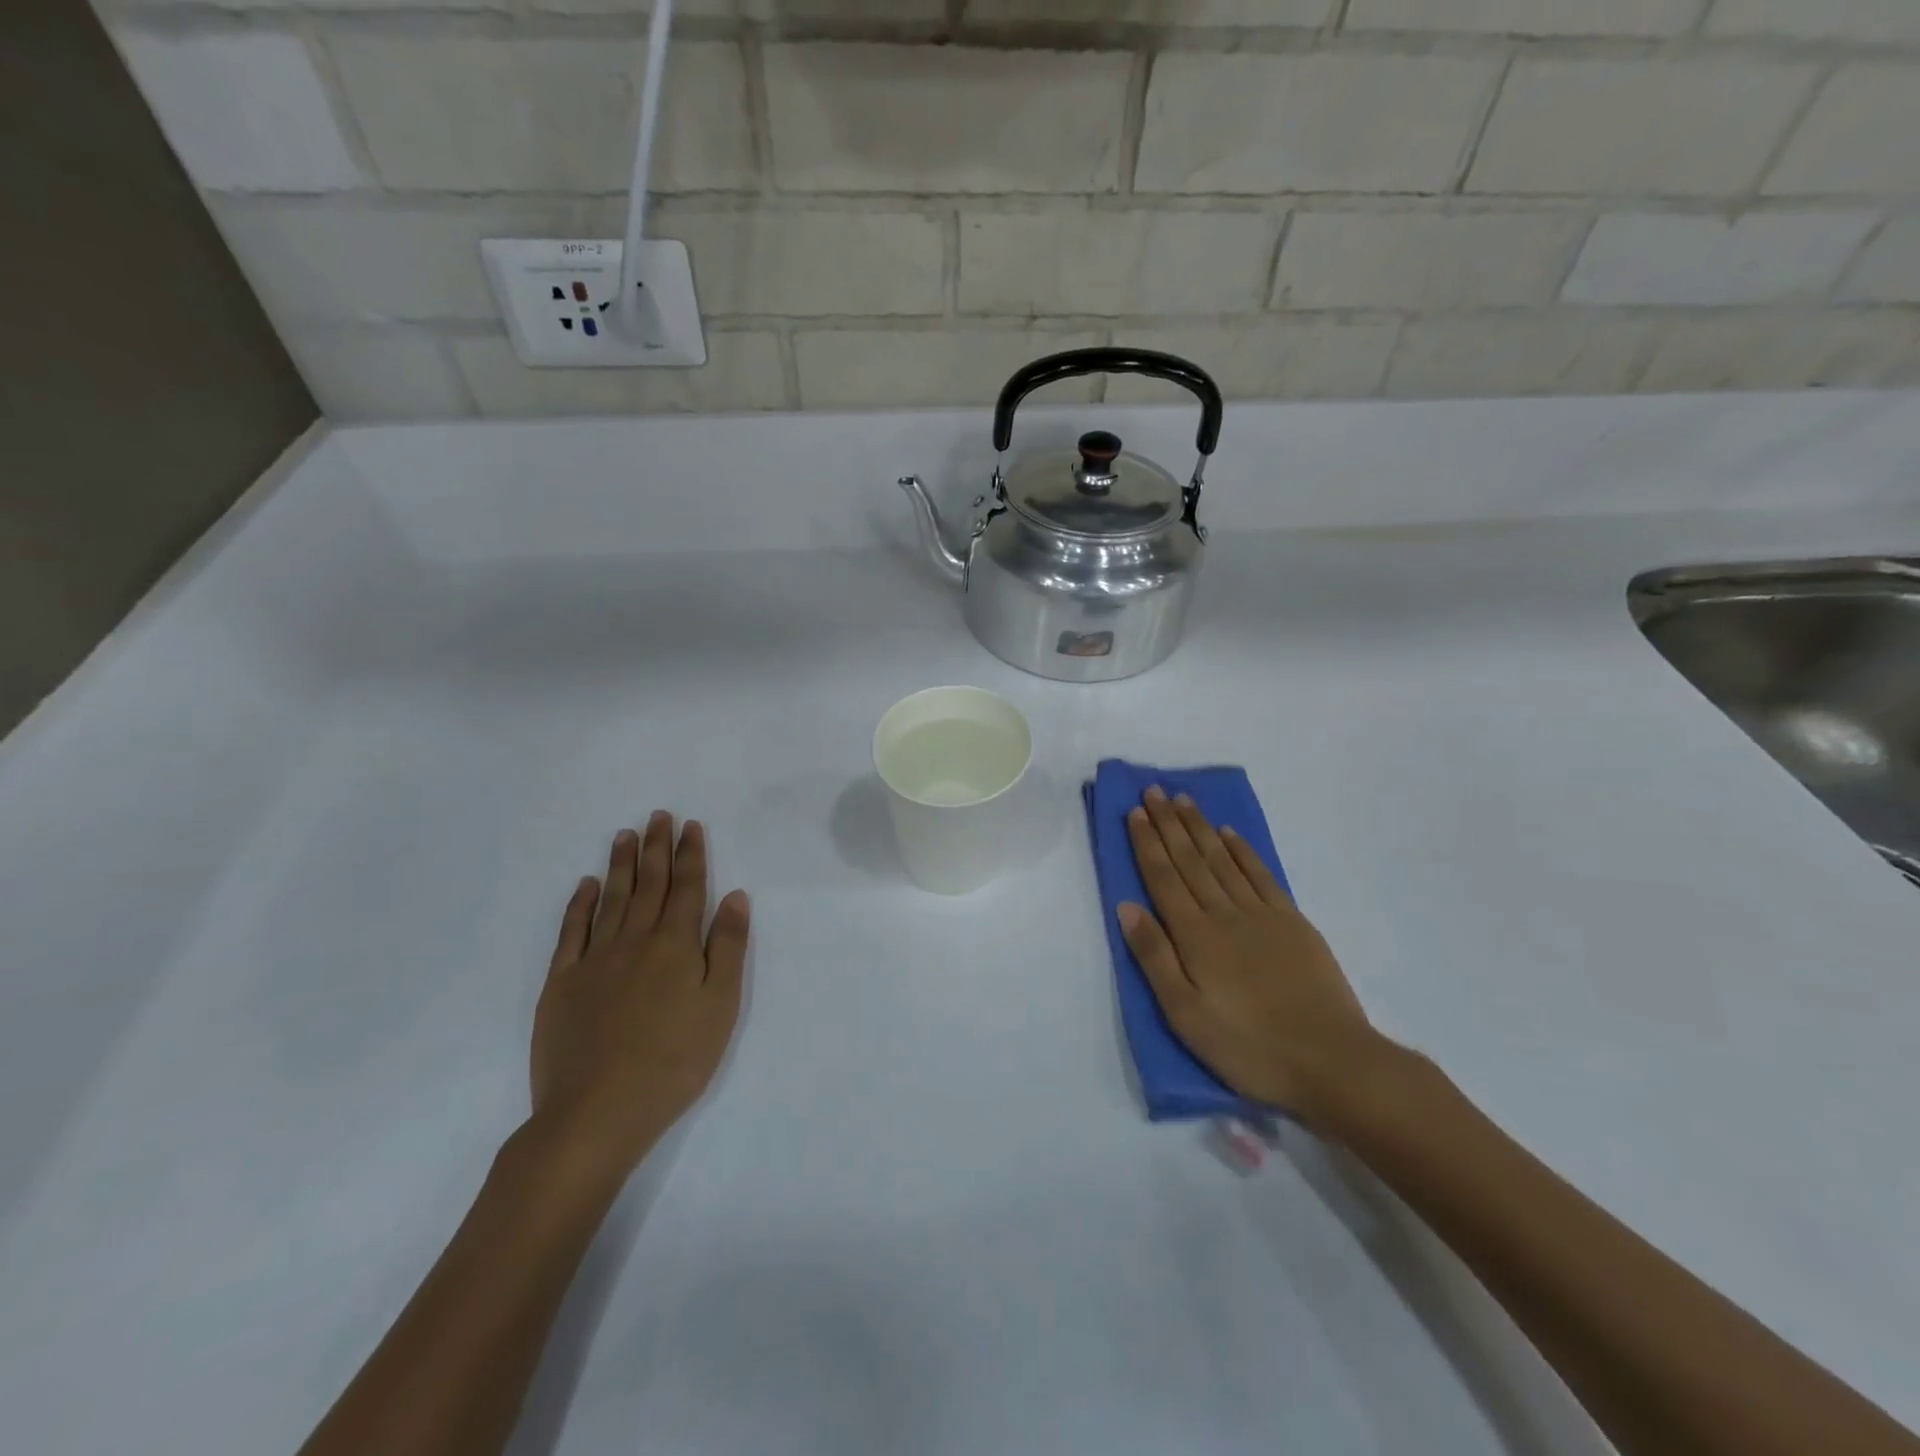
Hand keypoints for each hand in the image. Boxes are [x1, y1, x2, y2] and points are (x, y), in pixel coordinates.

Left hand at [530, 813, 748, 1180]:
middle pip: (648, 884)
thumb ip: (727, 947)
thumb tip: (735, 896)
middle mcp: (635, 941)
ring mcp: (594, 960)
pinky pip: (572, 932)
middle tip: (658, 816)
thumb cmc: (674, 1061)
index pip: (687, 887)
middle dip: (656, 848)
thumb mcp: (720, 1006)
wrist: (597, 1112)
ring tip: (625, 835)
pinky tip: (585, 885)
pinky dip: (579, 904)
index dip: (690, 854)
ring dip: (620, 865)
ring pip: (611, 899)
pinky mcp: (562, 983)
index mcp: (676, 945)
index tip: (690, 825)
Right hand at [1119, 786, 1379, 1122]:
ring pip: (1223, 860)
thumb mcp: (1185, 1014)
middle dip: (1169, 824)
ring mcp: (1262, 915)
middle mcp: (1225, 914)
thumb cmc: (1248, 1046)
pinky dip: (1243, 851)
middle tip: (1154, 790)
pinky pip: (1261, 875)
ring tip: (1184, 800)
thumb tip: (1126, 907)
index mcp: (1195, 936)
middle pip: (1191, 860)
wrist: (1332, 1061)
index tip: (1135, 812)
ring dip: (1201, 827)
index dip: (1147, 844)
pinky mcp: (1293, 923)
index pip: (1163, 878)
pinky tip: (1230, 835)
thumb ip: (1154, 957)